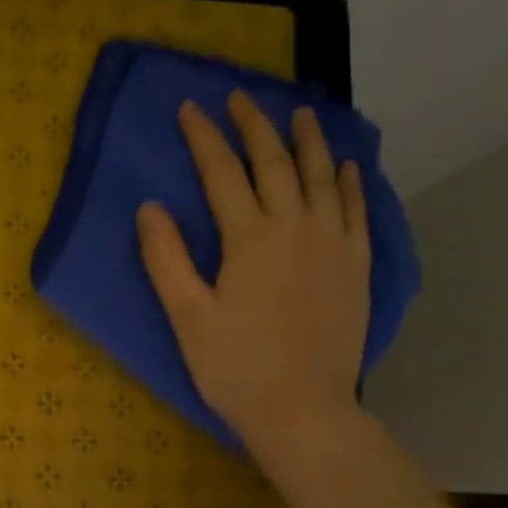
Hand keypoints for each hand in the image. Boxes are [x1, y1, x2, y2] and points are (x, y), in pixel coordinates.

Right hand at [137, 90, 369, 454]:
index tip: (190, 109)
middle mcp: (297, 227)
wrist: (303, 410)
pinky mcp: (357, 266)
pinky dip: (352, 183)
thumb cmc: (236, 368)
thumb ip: (166, 259)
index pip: (222, 172)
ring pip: (323, 177)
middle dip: (254, 125)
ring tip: (300, 113)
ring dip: (309, 141)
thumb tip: (150, 207)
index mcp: (250, 238)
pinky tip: (348, 166)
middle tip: (240, 97)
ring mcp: (334, 244)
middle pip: (275, 162)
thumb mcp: (187, 317)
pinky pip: (358, 210)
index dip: (203, 138)